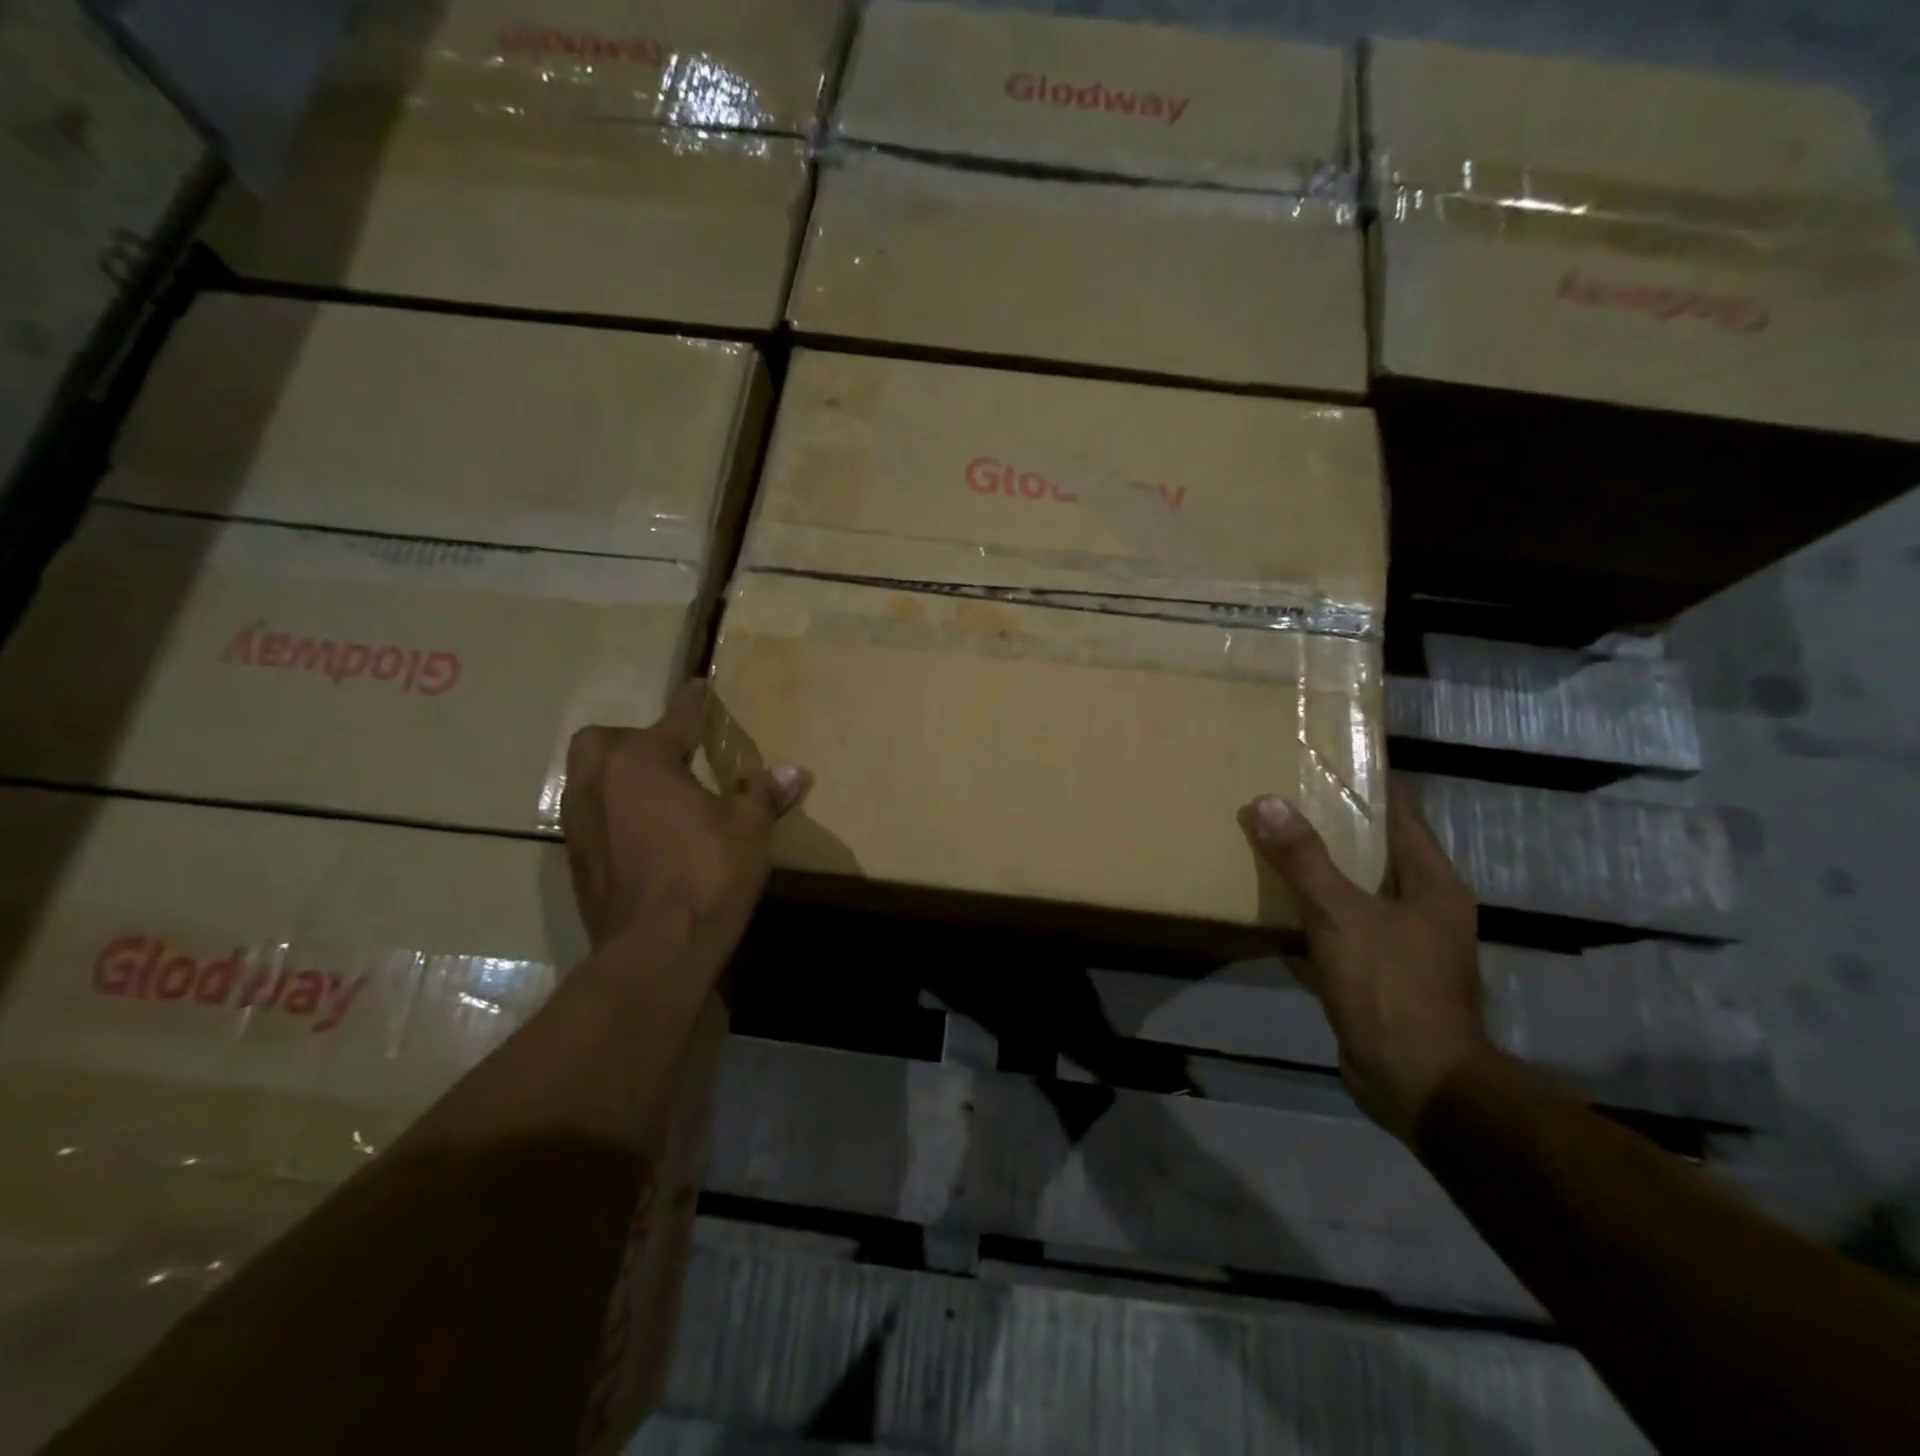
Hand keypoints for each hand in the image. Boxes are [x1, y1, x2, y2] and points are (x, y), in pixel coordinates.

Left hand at [562, 681, 811, 949]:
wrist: (655, 951)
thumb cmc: (706, 876)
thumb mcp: (749, 830)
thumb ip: (763, 794)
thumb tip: (793, 772)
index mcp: (642, 762)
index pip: (674, 721)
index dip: (692, 703)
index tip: (700, 687)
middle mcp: (600, 783)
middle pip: (605, 741)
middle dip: (634, 739)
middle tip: (670, 755)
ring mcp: (581, 823)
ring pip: (589, 777)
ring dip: (618, 775)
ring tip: (656, 792)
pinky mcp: (577, 860)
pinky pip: (591, 815)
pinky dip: (613, 810)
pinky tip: (644, 832)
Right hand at [1241, 791, 1491, 1142]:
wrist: (1416, 1084)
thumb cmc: (1389, 987)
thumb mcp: (1339, 915)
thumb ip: (1303, 859)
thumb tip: (1267, 802)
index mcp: (1431, 885)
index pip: (1401, 816)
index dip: (1368, 787)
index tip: (1326, 764)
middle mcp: (1423, 910)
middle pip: (1374, 855)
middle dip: (1331, 831)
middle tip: (1283, 803)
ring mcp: (1402, 948)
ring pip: (1352, 897)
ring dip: (1316, 878)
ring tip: (1270, 850)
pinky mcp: (1376, 980)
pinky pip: (1337, 937)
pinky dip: (1308, 926)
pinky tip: (1270, 919)